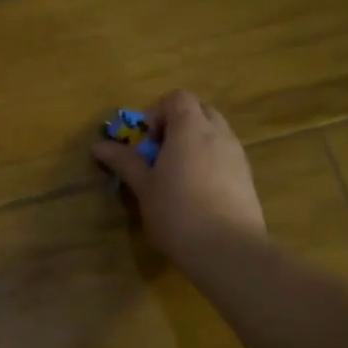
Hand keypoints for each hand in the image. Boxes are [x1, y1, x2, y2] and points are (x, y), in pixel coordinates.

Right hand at [91, 90, 264, 265]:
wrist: (228, 250)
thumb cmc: (177, 212)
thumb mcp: (143, 187)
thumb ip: (124, 161)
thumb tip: (99, 145)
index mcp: (190, 128)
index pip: (177, 98)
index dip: (157, 113)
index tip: (146, 143)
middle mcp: (218, 133)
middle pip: (199, 111)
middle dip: (177, 125)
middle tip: (159, 155)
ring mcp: (237, 155)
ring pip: (215, 133)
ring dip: (194, 144)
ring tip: (177, 176)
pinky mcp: (248, 178)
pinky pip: (226, 155)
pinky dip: (210, 162)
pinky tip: (197, 193)